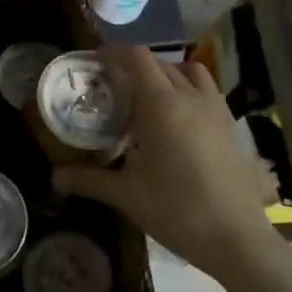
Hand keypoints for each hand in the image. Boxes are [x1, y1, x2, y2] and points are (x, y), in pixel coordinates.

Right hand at [54, 45, 280, 286]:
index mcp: (160, 104)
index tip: (96, 61)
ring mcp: (216, 109)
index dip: (114, 52)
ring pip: (189, 72)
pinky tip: (180, 121)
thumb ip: (89, 180)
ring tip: (151, 97)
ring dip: (167, 73)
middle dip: (135, 67)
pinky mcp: (231, 126)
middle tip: (115, 88)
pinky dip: (189, 91)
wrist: (237, 239)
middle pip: (160, 63)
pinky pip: (207, 91)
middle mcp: (189, 97)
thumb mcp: (126, 195)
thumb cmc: (176, 210)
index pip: (136, 57)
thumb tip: (55, 178)